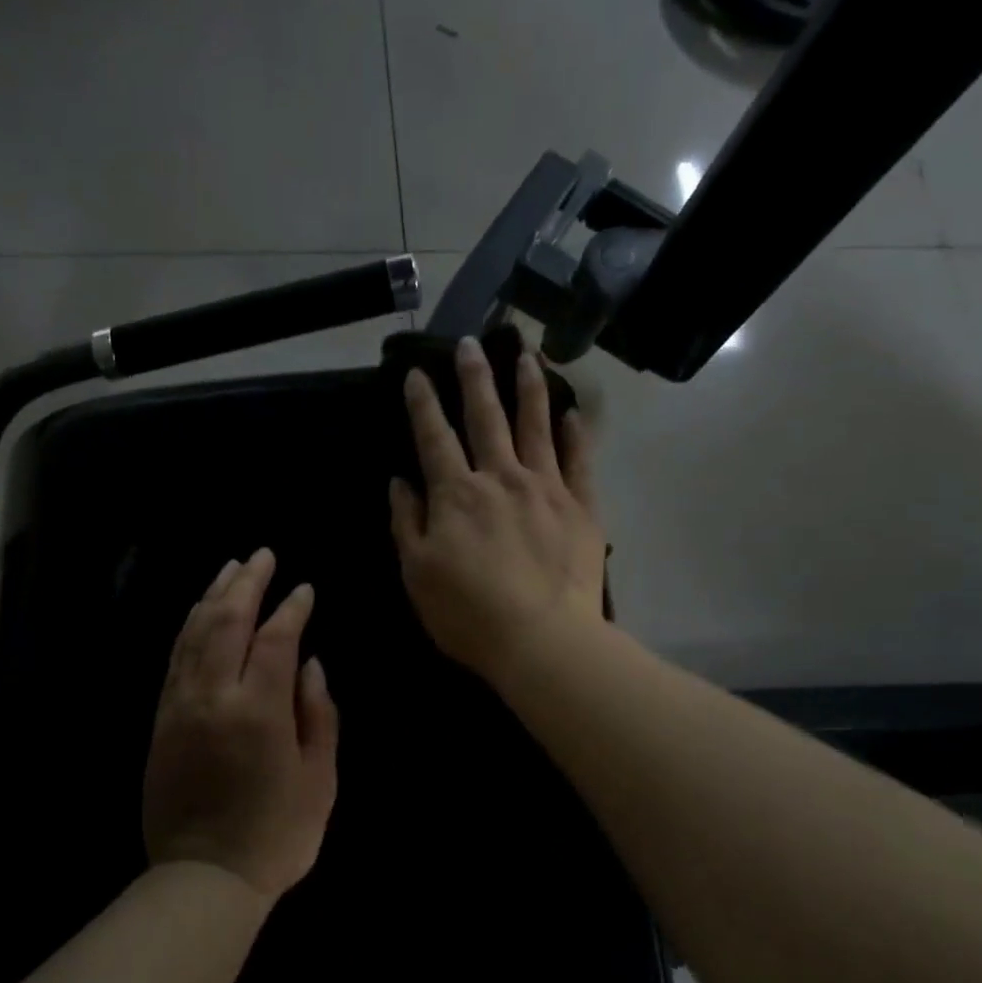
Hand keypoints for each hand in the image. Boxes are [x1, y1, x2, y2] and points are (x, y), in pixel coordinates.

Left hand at [143, 548, 339, 900]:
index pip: (274, 639)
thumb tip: (310, 665)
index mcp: (258, 710)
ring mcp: (180, 705)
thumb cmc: (276, 833)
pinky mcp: (161, 719)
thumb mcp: (319, 779)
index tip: (304, 589)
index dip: (291, 609)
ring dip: (213, 596)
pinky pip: (174, 659)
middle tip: (262, 555)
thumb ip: (319, 715)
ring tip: (230, 570)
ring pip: (194, 634)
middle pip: (226, 621)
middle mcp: (213, 696)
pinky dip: (189, 628)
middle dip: (246, 583)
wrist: (203, 878)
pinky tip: (201, 614)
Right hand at [388, 337, 606, 684]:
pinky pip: (579, 461)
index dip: (422, 402)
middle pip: (486, 416)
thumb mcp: (417, 574)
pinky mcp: (581, 507)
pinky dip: (576, 434)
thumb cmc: (468, 613)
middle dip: (474, 377)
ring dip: (528, 387)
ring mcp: (546, 488)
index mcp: (456, 494)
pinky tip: (574, 412)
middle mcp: (500, 478)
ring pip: (536, 425)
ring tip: (524, 354)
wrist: (542, 640)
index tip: (417, 371)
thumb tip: (400, 481)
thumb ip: (407, 522)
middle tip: (470, 342)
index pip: (434, 436)